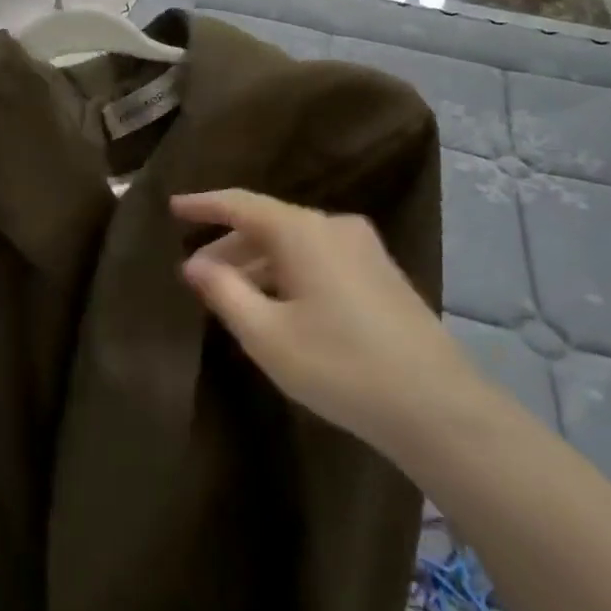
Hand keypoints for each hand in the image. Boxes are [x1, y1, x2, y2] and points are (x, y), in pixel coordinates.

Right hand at [172, 189, 475, 457]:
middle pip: (268, 224)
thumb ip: (224, 291)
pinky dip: (287, 271)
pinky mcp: (380, 272)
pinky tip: (277, 303)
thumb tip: (194, 263)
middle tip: (195, 273)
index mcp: (303, 231)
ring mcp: (363, 248)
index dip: (204, 204)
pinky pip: (318, 258)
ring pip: (294, 243)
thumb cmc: (341, 366)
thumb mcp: (267, 335)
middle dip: (228, 245)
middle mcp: (333, 226)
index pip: (241, 204)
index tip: (172, 206)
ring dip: (258, 262)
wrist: (437, 406)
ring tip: (231, 293)